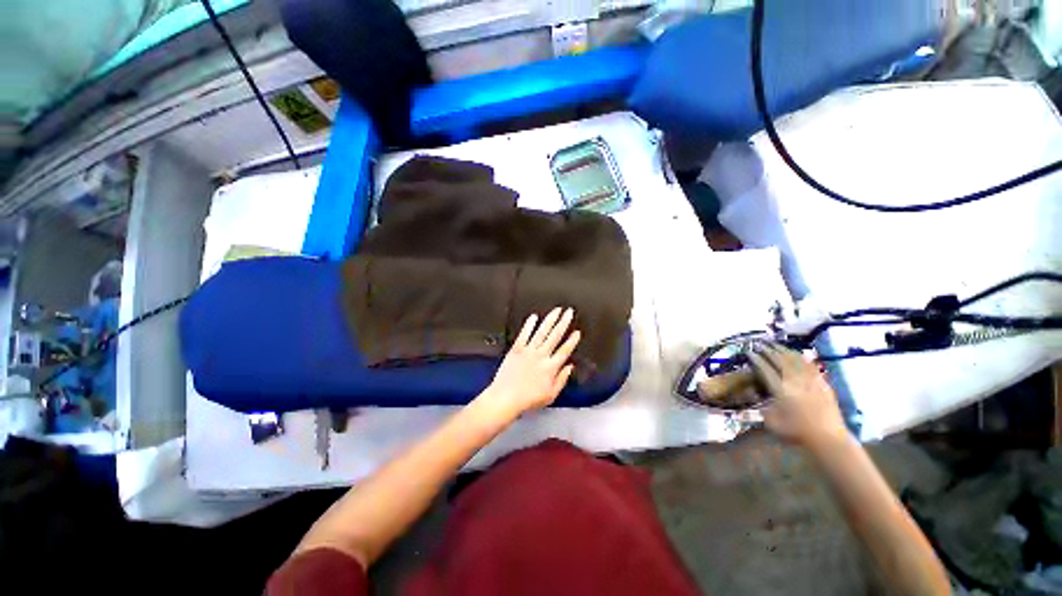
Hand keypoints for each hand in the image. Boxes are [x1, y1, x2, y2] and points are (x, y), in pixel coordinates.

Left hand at [477, 308, 580, 422]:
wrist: (505, 398)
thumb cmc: (528, 400)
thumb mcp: (550, 395)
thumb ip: (562, 379)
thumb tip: (570, 367)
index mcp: (551, 367)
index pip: (565, 350)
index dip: (572, 340)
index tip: (577, 332)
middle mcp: (541, 356)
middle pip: (555, 336)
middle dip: (563, 322)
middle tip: (569, 312)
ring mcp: (528, 351)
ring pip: (542, 332)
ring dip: (550, 320)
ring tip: (556, 310)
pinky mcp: (516, 349)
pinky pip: (524, 334)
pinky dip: (529, 325)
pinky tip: (534, 316)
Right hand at [748, 344, 847, 449]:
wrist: (828, 439)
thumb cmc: (797, 433)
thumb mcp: (771, 422)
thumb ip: (762, 407)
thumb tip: (758, 398)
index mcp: (780, 389)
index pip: (765, 368)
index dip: (756, 359)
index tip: (749, 352)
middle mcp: (795, 380)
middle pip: (780, 359)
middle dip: (768, 350)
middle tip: (760, 344)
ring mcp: (811, 380)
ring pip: (796, 359)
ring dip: (784, 350)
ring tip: (776, 345)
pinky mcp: (822, 384)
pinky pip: (810, 365)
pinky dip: (801, 357)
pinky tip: (797, 354)